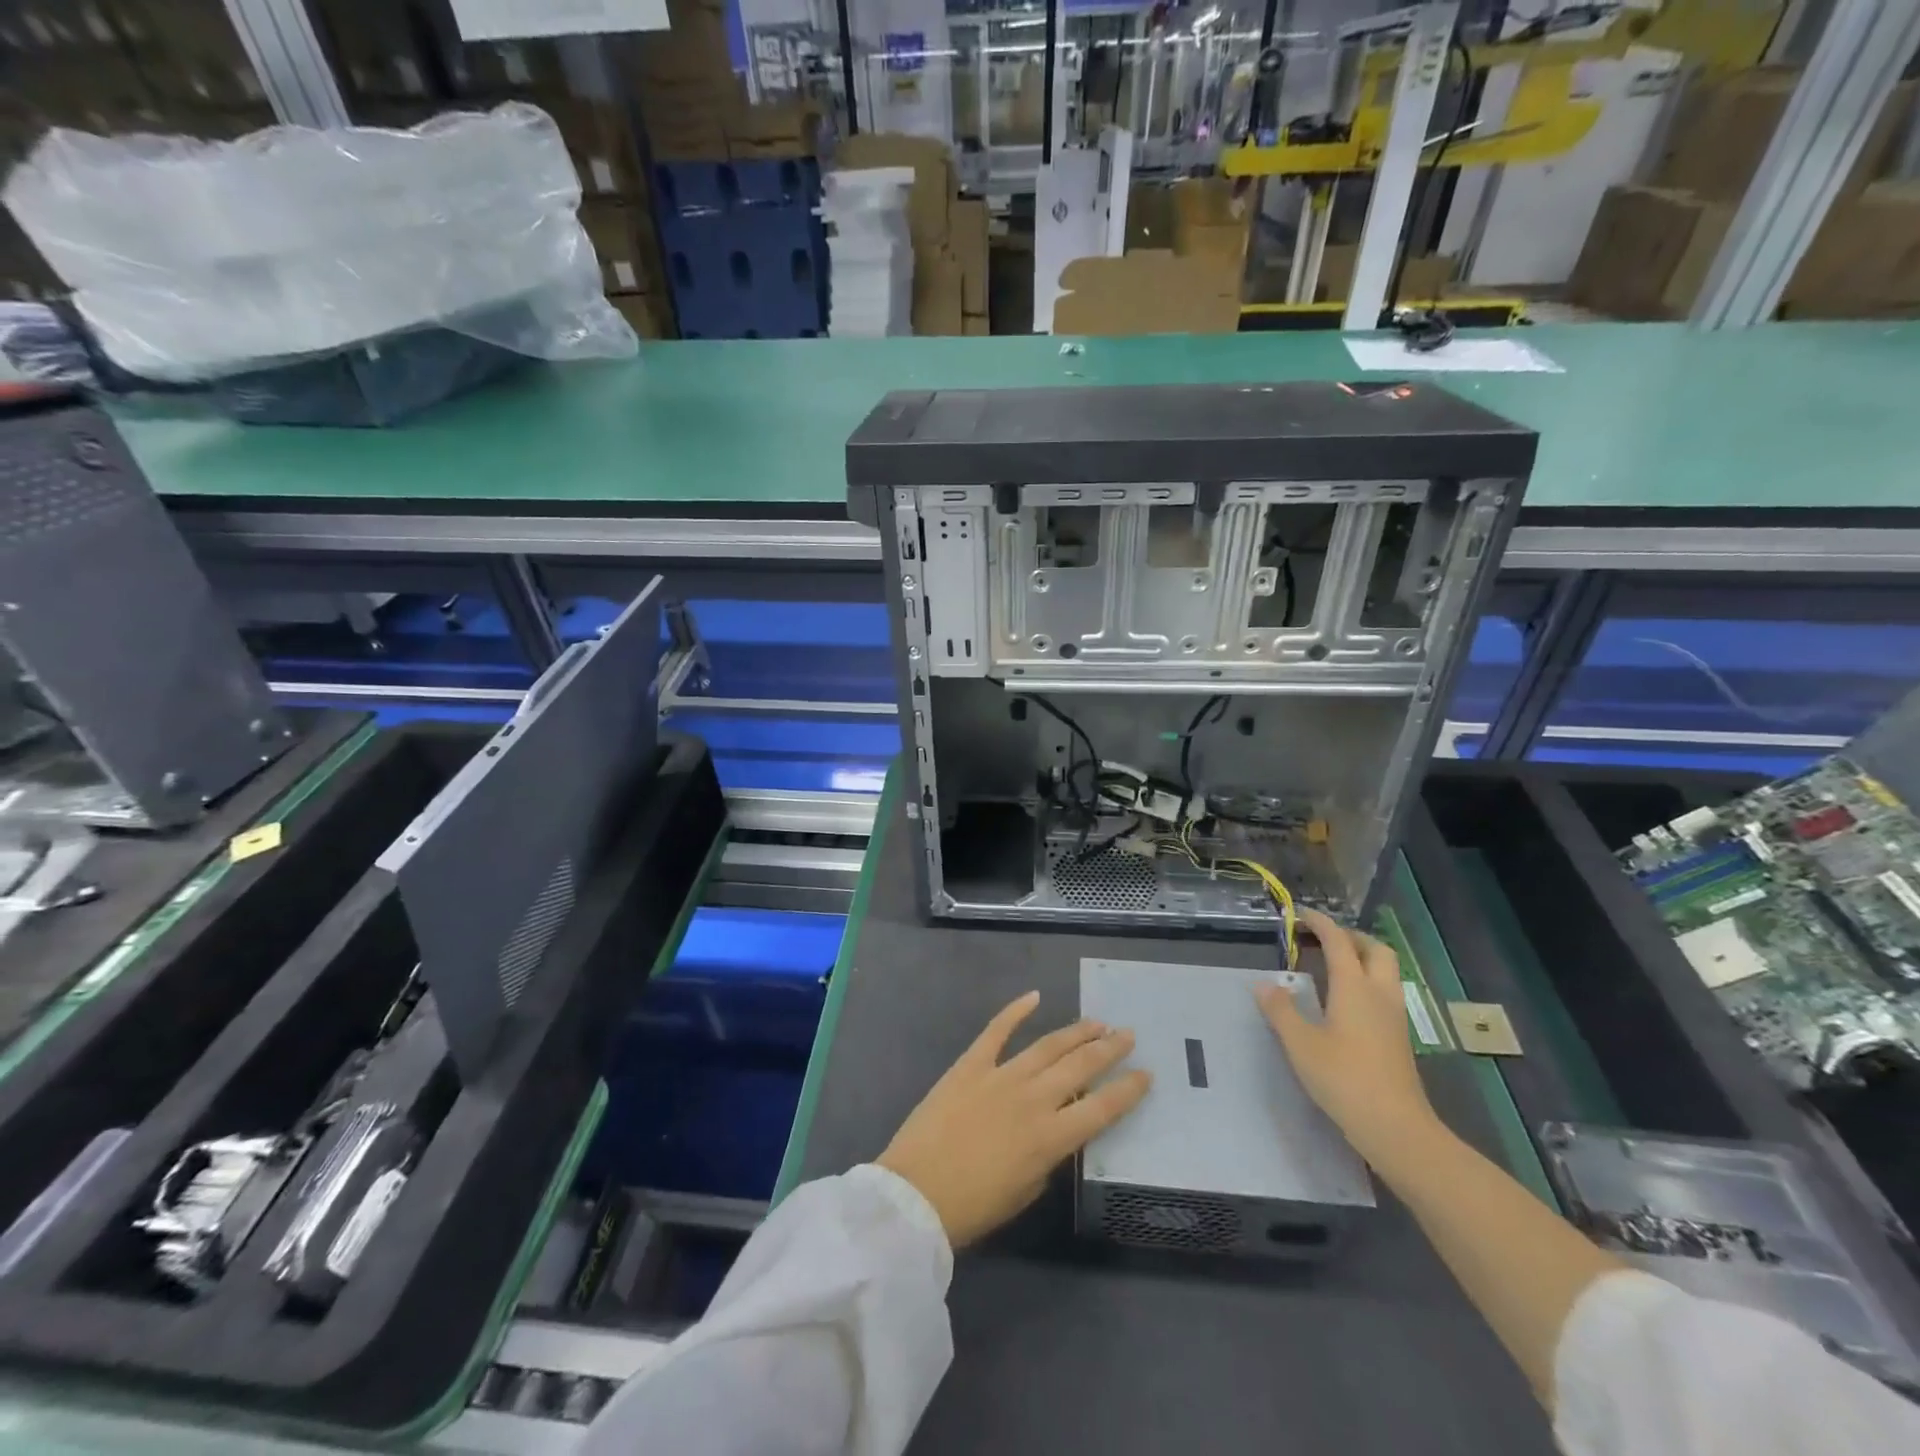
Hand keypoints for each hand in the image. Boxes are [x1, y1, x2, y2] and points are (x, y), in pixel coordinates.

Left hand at [877, 992, 1151, 1248]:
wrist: (915, 1193)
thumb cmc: (973, 1207)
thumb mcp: (1025, 1192)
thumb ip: (1048, 1158)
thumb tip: (1056, 1132)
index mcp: (1050, 1138)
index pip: (1102, 1108)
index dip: (1128, 1090)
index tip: (1146, 1074)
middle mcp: (1033, 1099)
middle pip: (1080, 1067)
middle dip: (1108, 1049)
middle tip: (1127, 1034)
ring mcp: (1001, 1076)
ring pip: (1047, 1045)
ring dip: (1075, 1032)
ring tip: (1096, 1021)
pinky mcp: (971, 1064)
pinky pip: (996, 1030)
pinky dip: (1015, 1011)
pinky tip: (1034, 997)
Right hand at [1256, 907, 1439, 1170]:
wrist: (1396, 1128)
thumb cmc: (1344, 1079)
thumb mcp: (1300, 1044)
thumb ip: (1280, 1010)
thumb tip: (1264, 984)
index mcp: (1354, 987)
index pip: (1338, 941)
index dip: (1319, 923)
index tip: (1300, 915)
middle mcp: (1379, 994)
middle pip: (1375, 949)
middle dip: (1350, 937)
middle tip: (1322, 940)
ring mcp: (1394, 1017)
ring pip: (1385, 971)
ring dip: (1362, 959)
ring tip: (1331, 966)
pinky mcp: (1398, 1038)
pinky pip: (1385, 993)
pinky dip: (1366, 982)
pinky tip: (1344, 1001)